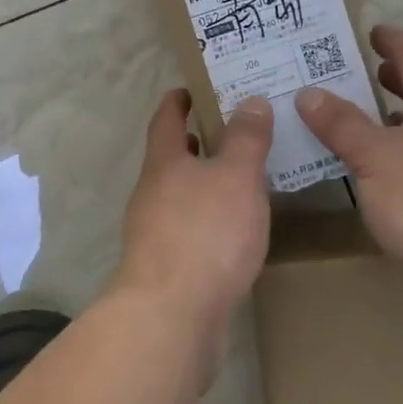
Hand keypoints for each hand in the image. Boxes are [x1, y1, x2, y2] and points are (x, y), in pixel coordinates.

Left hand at [117, 90, 273, 333]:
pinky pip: (189, 229)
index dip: (179, 100)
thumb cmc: (205, 234)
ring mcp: (154, 232)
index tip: (194, 88)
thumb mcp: (236, 177)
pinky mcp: (166, 267)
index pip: (166, 119)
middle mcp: (152, 192)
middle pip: (172, 157)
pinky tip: (235, 230)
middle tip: (235, 130)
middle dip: (198, 142)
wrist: (171, 315)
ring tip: (242, 178)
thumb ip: (246, 139)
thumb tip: (250, 101)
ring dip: (205, 182)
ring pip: (181, 195)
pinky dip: (209, 218)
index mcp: (164, 162)